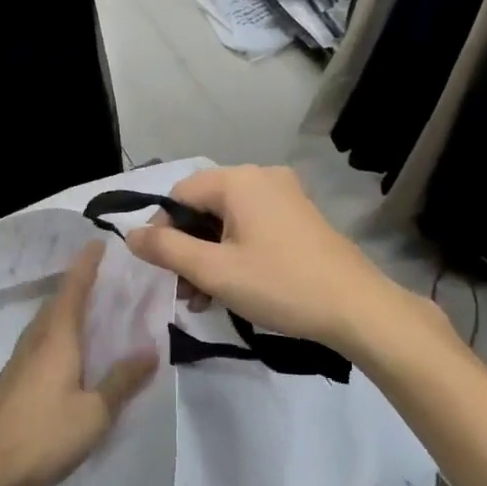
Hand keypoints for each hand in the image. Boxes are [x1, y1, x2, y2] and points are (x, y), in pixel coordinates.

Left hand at [0, 243, 157, 485]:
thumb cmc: (44, 435)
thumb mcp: (95, 412)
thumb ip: (122, 380)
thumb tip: (149, 349)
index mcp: (57, 338)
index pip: (74, 289)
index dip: (86, 265)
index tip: (97, 242)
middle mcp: (36, 340)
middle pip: (58, 301)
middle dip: (78, 283)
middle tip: (104, 275)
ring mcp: (20, 360)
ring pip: (46, 321)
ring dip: (66, 307)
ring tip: (90, 307)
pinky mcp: (13, 380)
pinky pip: (40, 341)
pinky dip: (58, 331)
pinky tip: (68, 348)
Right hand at [125, 166, 390, 349]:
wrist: (357, 308)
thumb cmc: (280, 285)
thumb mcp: (214, 271)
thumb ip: (166, 249)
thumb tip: (129, 234)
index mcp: (238, 180)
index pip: (179, 194)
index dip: (162, 230)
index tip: (162, 270)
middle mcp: (261, 177)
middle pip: (204, 207)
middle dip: (187, 249)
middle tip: (183, 292)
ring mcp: (285, 196)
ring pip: (227, 221)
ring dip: (209, 257)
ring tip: (203, 299)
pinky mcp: (299, 217)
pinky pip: (252, 227)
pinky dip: (235, 253)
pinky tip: (231, 288)